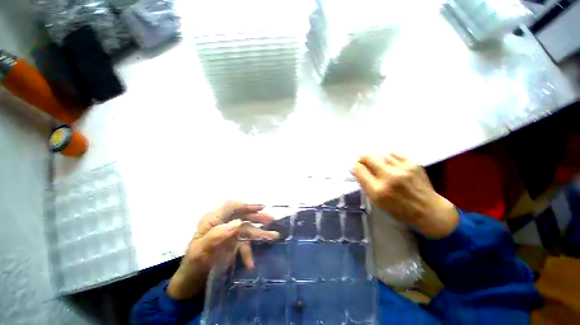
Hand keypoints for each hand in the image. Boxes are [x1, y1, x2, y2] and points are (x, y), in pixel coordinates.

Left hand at [167, 201, 278, 299]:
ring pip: (247, 228)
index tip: (261, 207)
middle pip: (242, 215)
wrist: (190, 284)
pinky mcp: (232, 243)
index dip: (247, 205)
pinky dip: (249, 252)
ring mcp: (228, 233)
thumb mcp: (200, 251)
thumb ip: (217, 234)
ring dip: (259, 232)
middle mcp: (222, 223)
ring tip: (273, 236)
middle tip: (271, 219)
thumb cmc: (192, 265)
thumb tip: (238, 222)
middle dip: (257, 217)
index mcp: (212, 220)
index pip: (231, 206)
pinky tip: (250, 263)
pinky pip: (244, 244)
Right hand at [352, 154, 458, 238]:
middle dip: (362, 159)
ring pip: (380, 154)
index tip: (356, 168)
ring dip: (375, 159)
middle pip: (368, 158)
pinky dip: (388, 157)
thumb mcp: (377, 201)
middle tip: (363, 163)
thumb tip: (357, 169)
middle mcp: (389, 177)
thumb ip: (365, 184)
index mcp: (378, 190)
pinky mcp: (413, 164)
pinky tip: (389, 163)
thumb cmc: (399, 209)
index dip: (355, 167)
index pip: (359, 169)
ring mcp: (402, 169)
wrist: (429, 210)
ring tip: (377, 165)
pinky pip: (394, 154)